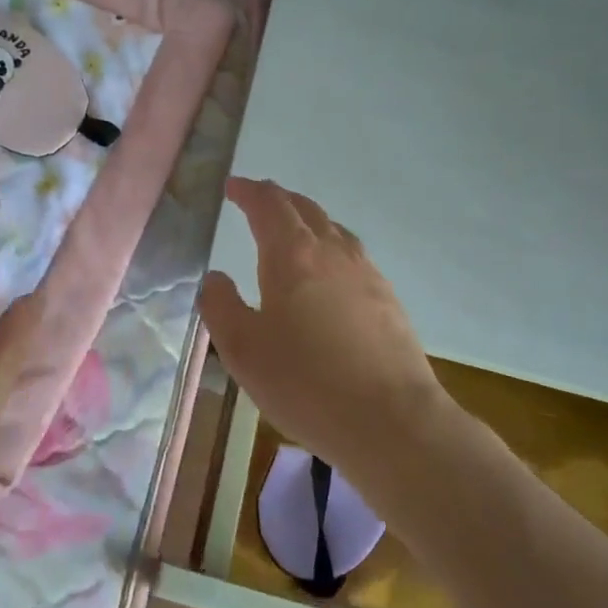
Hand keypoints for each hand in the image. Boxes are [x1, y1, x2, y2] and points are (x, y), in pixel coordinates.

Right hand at [200, 178, 446, 481]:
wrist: (392, 421)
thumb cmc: (306, 383)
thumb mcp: (243, 350)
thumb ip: (221, 307)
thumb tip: (215, 278)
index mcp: (292, 254)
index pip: (268, 204)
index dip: (248, 191)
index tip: (232, 186)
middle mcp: (331, 251)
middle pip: (303, 208)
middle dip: (276, 198)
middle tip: (256, 201)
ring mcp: (365, 271)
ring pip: (332, 228)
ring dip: (306, 219)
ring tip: (292, 230)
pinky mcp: (387, 297)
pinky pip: (352, 254)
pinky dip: (330, 246)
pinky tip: (329, 273)